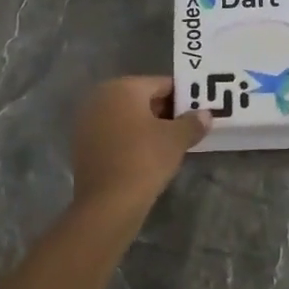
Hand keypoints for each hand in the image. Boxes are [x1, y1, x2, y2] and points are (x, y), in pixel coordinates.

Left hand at [71, 77, 210, 212]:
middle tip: (187, 127)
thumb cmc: (144, 160)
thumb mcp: (176, 139)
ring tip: (170, 143)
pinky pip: (114, 134)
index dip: (183, 97)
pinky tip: (147, 156)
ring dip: (147, 126)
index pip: (162, 84)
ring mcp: (88, 121)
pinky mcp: (83, 145)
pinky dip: (131, 140)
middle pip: (142, 98)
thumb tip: (205, 115)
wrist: (108, 204)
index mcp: (123, 87)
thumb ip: (193, 122)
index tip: (198, 111)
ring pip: (127, 117)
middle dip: (165, 111)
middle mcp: (101, 97)